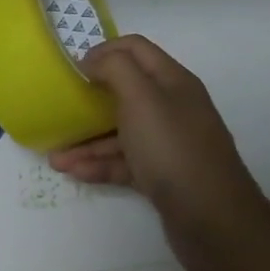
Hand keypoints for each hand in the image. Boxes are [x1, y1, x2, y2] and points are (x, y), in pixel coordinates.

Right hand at [48, 35, 268, 259]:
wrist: (214, 222)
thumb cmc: (172, 149)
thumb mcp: (141, 98)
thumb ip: (115, 68)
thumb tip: (93, 60)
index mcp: (172, 81)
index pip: (135, 48)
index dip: (103, 51)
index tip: (72, 67)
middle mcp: (172, 107)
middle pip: (125, 91)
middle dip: (89, 98)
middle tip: (60, 105)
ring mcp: (168, 143)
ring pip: (120, 131)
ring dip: (87, 140)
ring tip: (55, 155)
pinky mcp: (163, 175)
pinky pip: (125, 161)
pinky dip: (99, 164)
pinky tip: (74, 172)